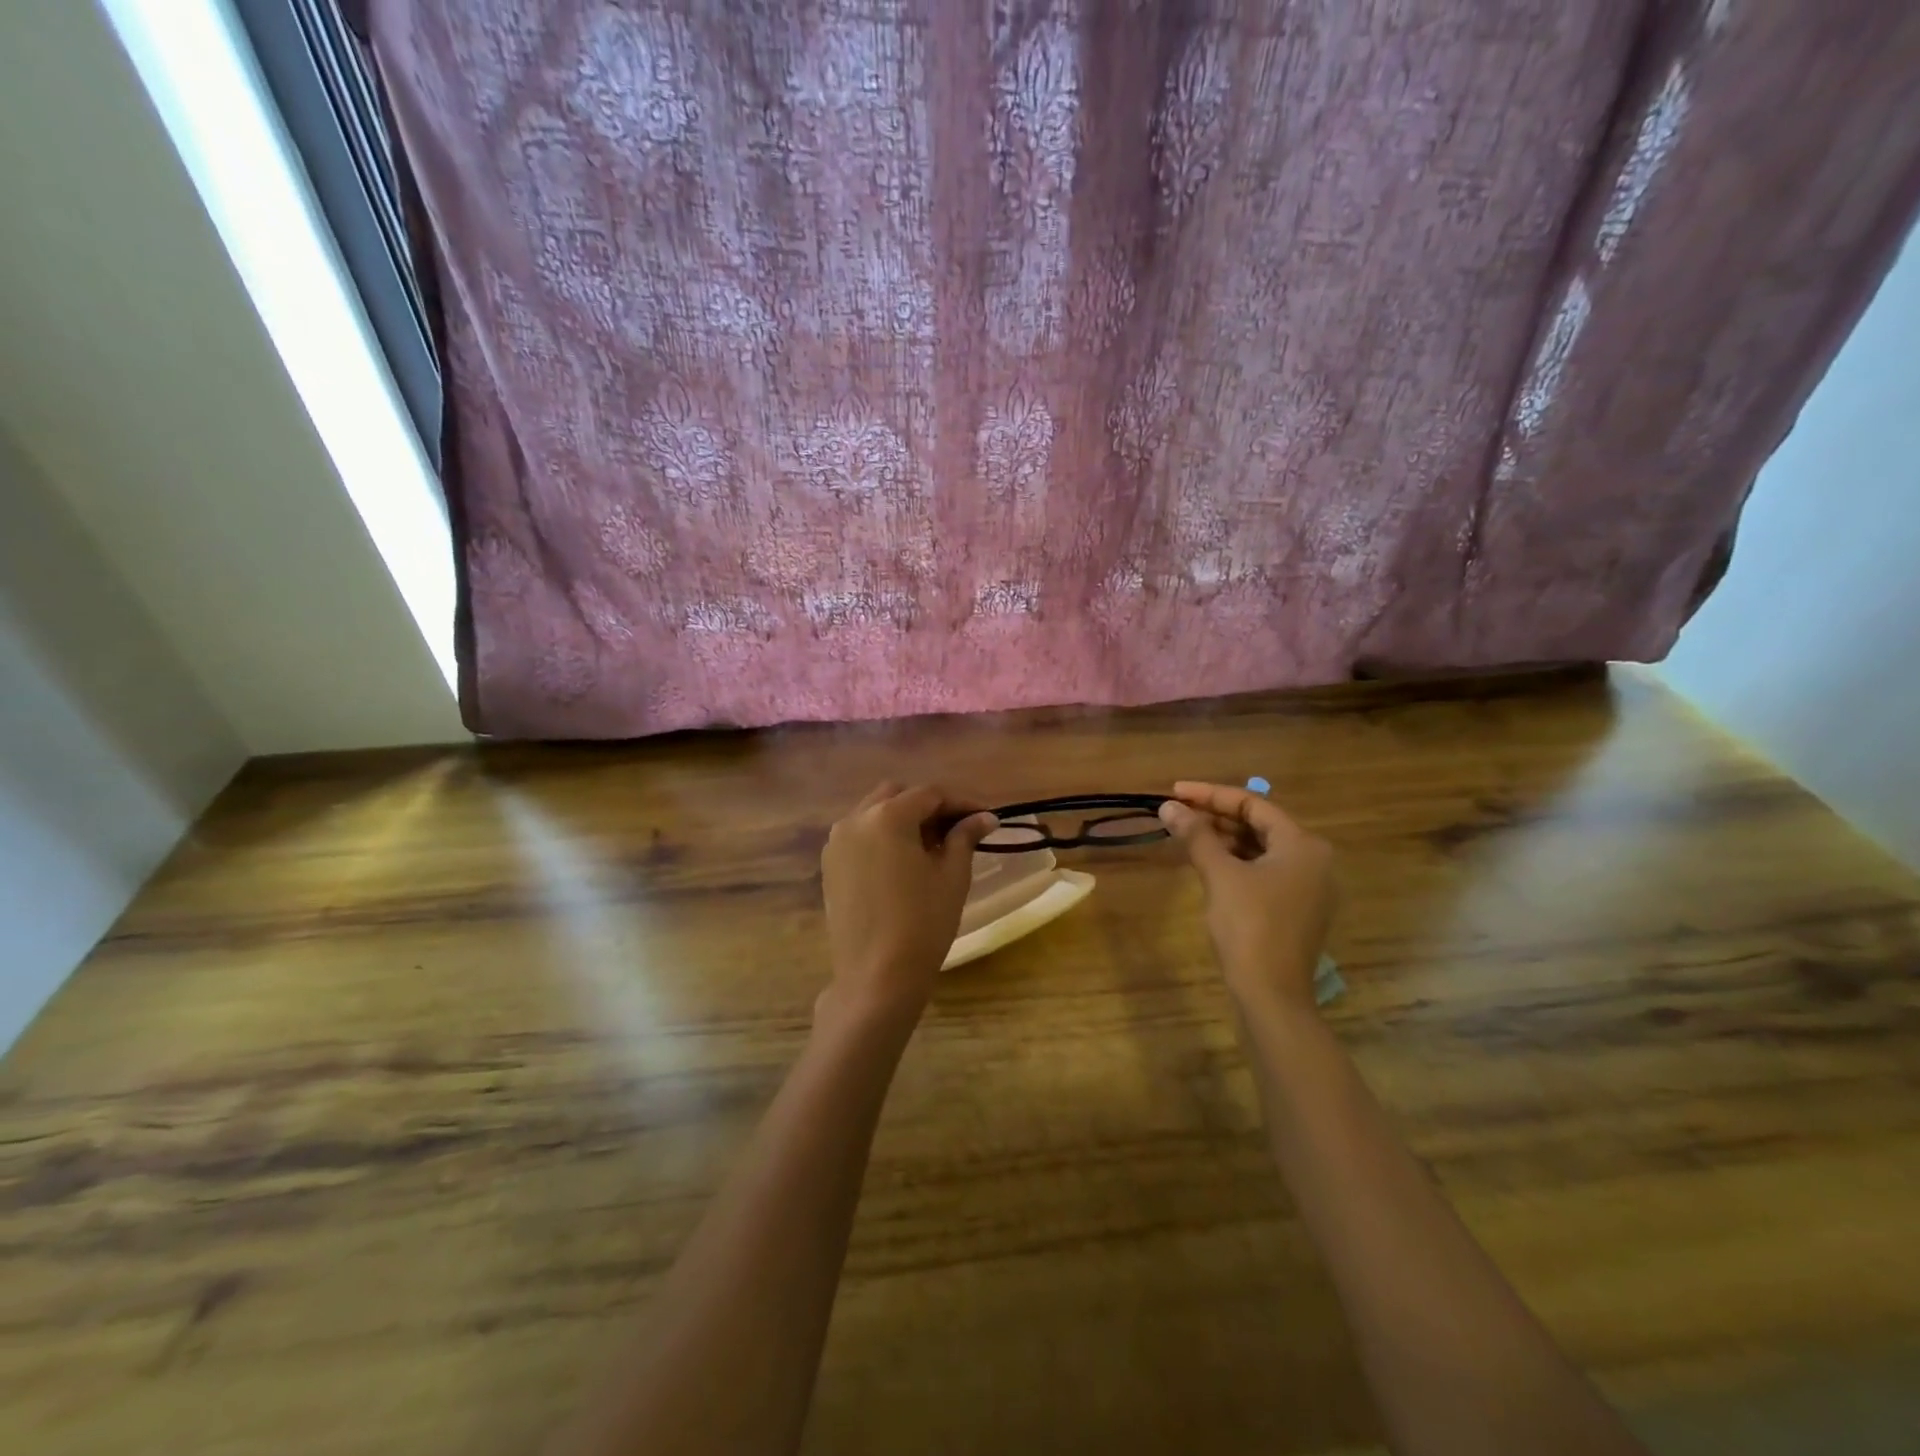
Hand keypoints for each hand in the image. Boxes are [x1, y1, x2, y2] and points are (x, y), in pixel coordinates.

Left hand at [819, 783, 997, 1028]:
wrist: (877, 977)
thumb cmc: (923, 923)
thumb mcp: (952, 876)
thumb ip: (965, 837)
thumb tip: (985, 817)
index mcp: (887, 816)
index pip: (930, 794)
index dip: (961, 802)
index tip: (985, 817)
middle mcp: (855, 819)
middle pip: (897, 795)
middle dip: (928, 806)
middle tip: (957, 829)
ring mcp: (837, 843)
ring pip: (874, 813)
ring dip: (903, 819)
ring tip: (932, 846)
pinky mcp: (830, 866)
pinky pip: (859, 836)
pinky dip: (882, 837)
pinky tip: (904, 862)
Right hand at [1159, 780, 1335, 1012]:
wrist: (1271, 993)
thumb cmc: (1249, 926)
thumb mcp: (1219, 874)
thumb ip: (1195, 835)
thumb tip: (1168, 806)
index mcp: (1302, 844)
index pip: (1253, 804)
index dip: (1210, 794)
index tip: (1175, 791)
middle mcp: (1313, 859)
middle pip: (1259, 824)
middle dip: (1216, 816)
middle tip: (1177, 810)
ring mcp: (1308, 886)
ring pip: (1260, 848)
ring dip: (1224, 838)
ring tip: (1186, 832)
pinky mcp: (1296, 907)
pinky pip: (1264, 870)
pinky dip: (1236, 861)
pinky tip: (1207, 860)